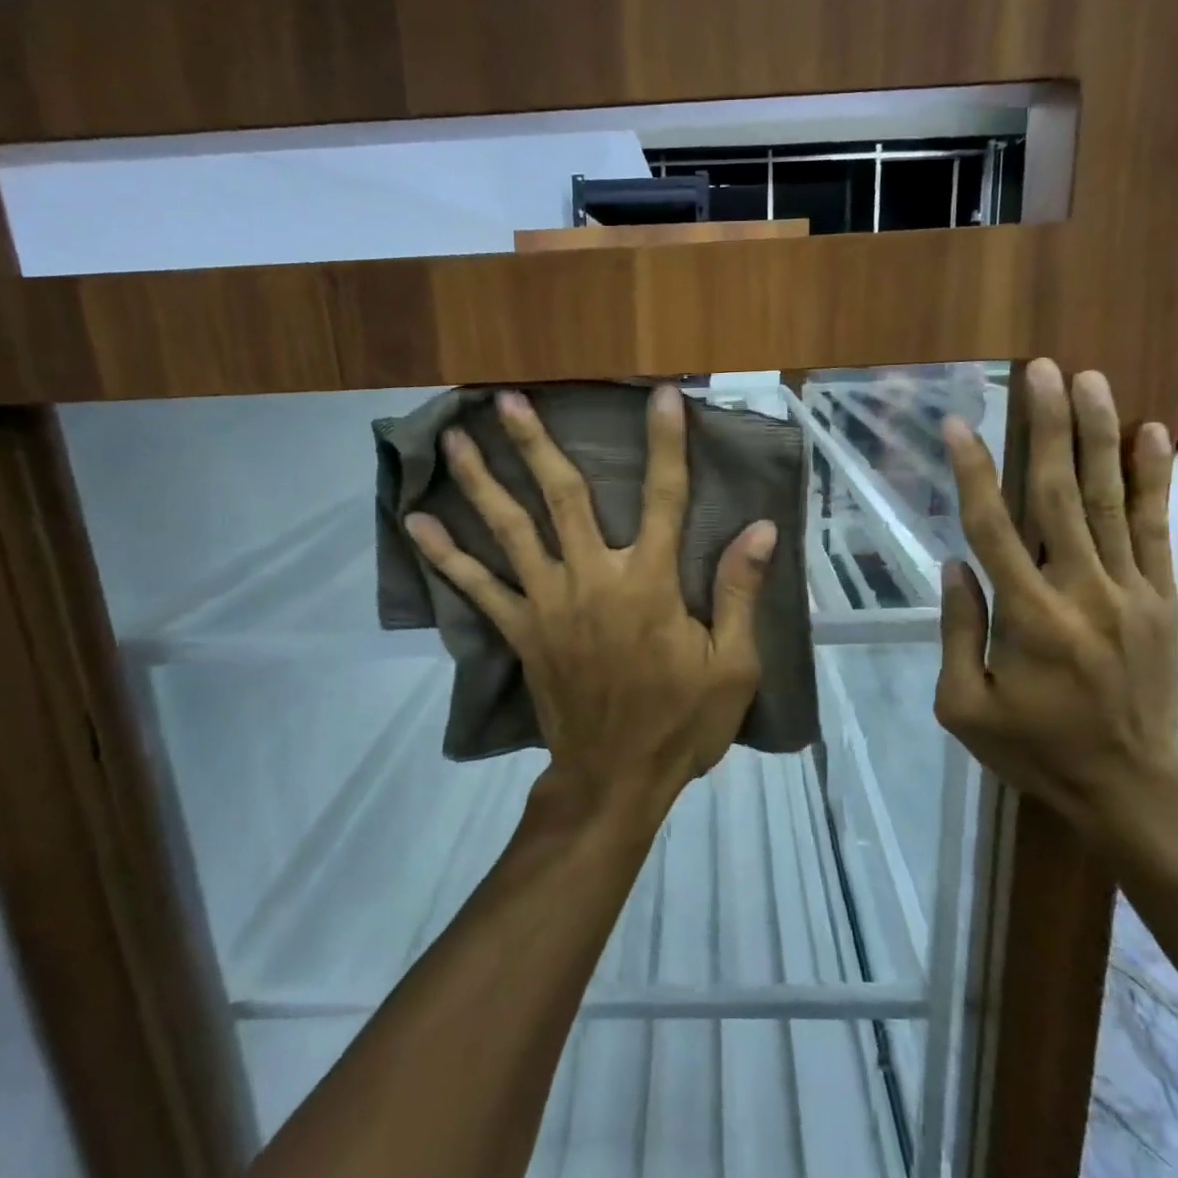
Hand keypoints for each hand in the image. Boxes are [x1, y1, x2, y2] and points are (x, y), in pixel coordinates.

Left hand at [405, 384, 777, 825]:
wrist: (614, 780)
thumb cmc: (680, 723)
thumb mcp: (732, 666)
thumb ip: (739, 593)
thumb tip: (761, 529)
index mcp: (649, 584)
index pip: (662, 498)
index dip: (666, 445)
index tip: (661, 398)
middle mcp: (593, 580)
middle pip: (563, 497)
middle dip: (536, 445)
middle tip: (506, 398)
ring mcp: (549, 604)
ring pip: (512, 530)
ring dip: (483, 482)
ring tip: (455, 440)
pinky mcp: (521, 632)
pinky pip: (478, 588)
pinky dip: (446, 556)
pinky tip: (416, 524)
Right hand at [933, 359, 1177, 843]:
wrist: (1131, 787)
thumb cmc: (1034, 748)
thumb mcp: (964, 706)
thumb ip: (956, 632)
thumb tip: (954, 564)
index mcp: (1027, 618)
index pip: (992, 528)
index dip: (972, 471)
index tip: (957, 423)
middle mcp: (1081, 591)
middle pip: (1060, 495)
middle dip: (1048, 427)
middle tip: (1041, 370)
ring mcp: (1130, 591)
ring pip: (1111, 500)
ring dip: (1098, 436)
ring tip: (1089, 380)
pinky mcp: (1162, 599)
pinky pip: (1156, 530)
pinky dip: (1153, 479)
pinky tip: (1149, 432)